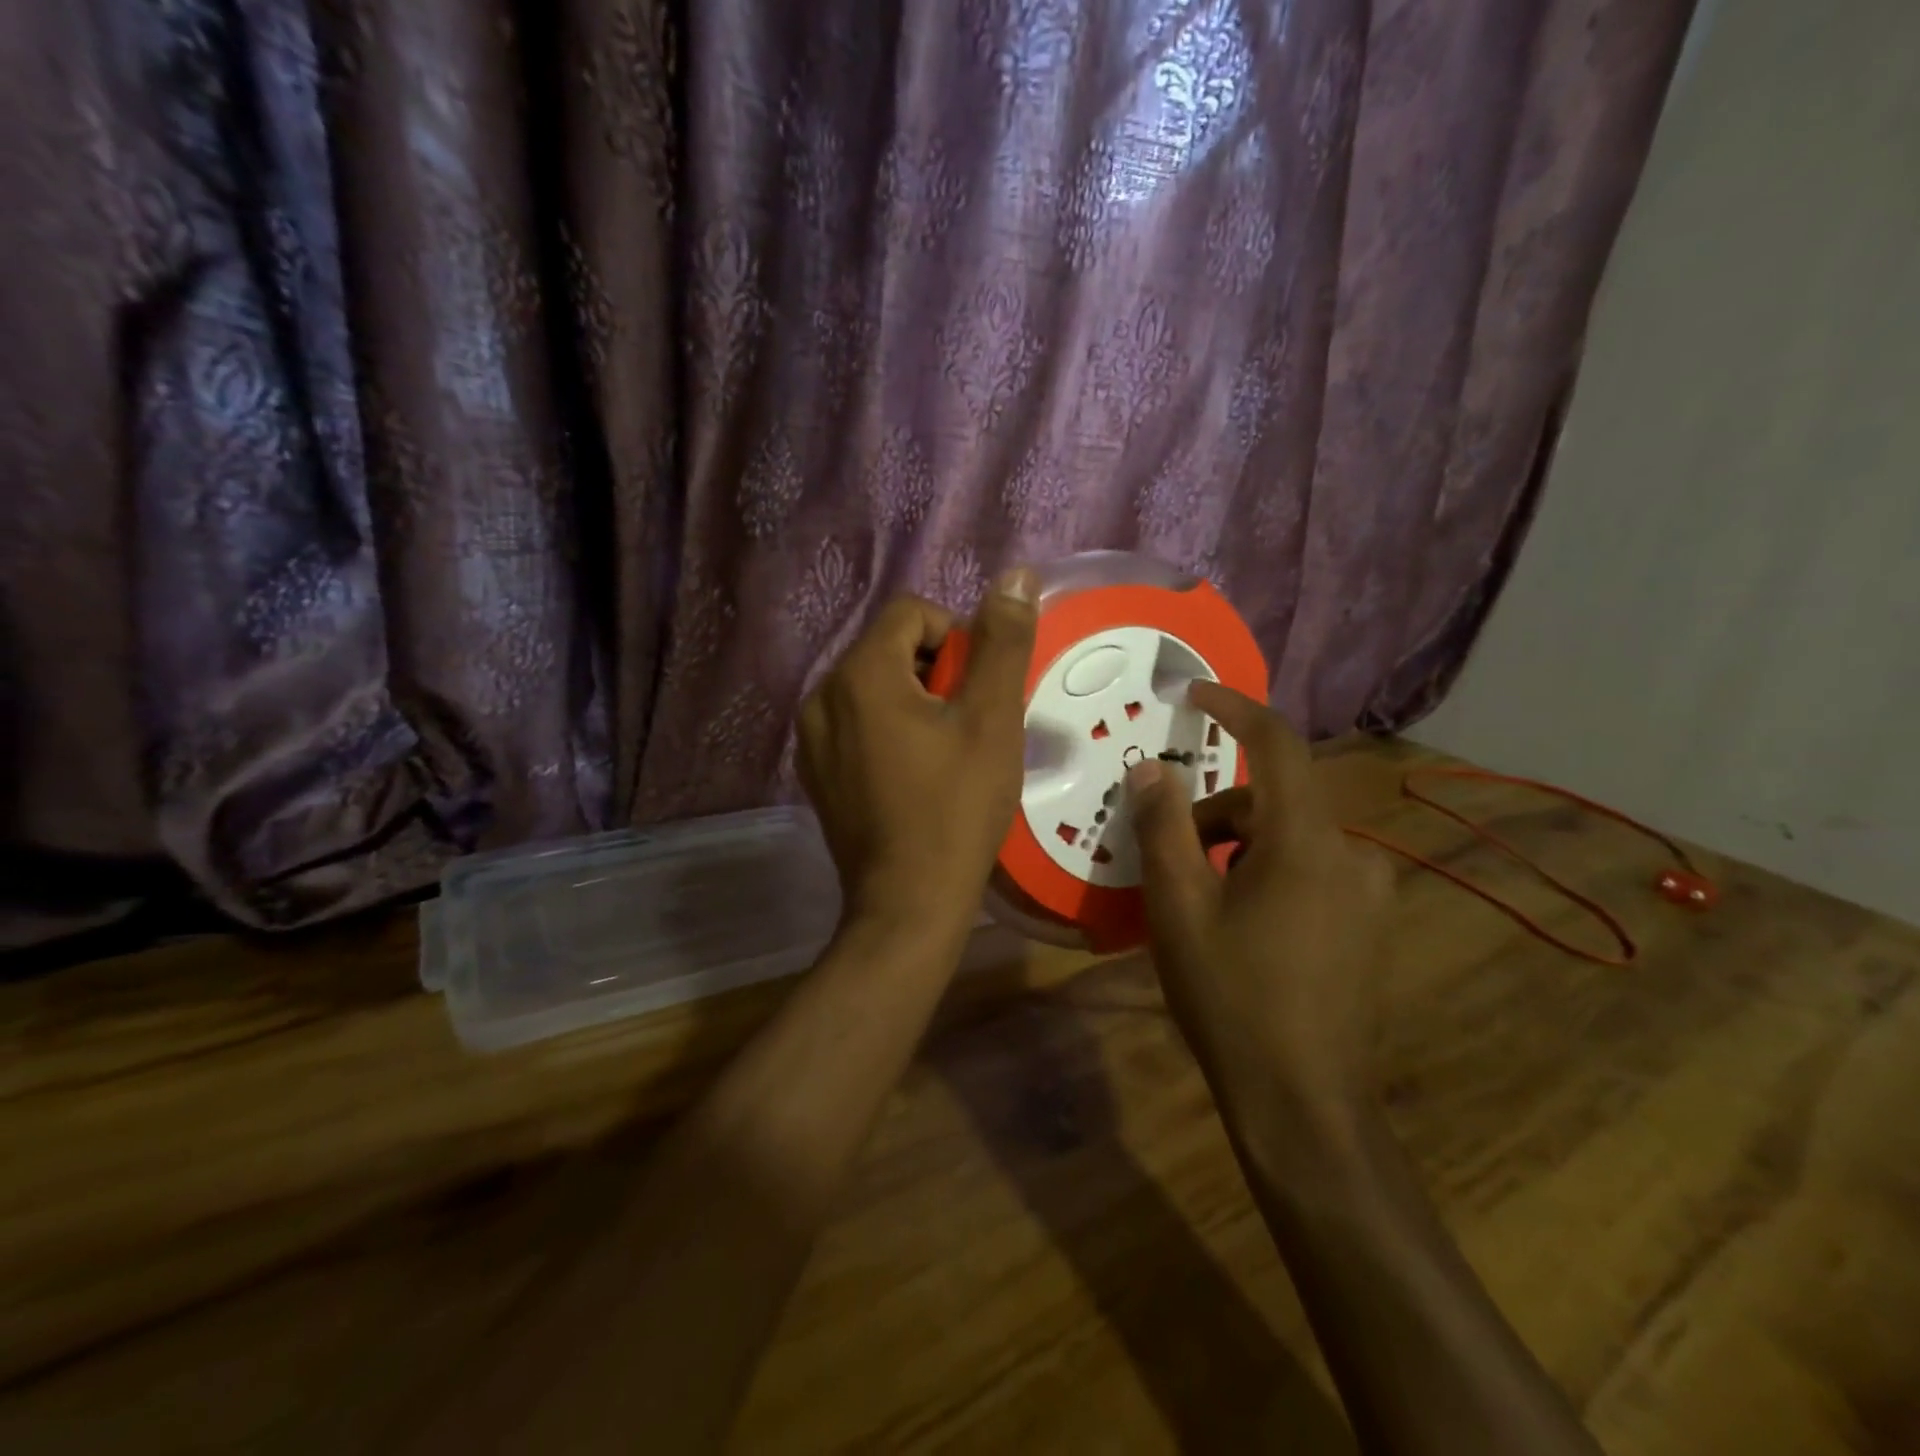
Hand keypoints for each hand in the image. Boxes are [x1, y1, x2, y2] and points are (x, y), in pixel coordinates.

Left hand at [798, 570, 1036, 941]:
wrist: (908, 902)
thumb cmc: (956, 807)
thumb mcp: (992, 719)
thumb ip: (1003, 642)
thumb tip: (1017, 576)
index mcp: (860, 673)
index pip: (911, 612)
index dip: (956, 638)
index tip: (979, 690)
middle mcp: (822, 695)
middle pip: (890, 648)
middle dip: (936, 672)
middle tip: (968, 725)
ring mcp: (811, 738)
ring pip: (873, 687)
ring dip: (914, 702)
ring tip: (945, 753)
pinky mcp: (815, 772)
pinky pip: (857, 724)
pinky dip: (889, 731)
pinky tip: (915, 776)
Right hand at [1126, 682, 1394, 1127]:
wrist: (1303, 1104)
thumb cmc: (1231, 996)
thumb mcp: (1179, 906)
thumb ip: (1163, 826)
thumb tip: (1152, 767)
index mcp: (1308, 841)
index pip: (1277, 744)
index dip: (1234, 708)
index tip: (1193, 693)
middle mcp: (1352, 854)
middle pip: (1273, 800)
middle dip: (1215, 813)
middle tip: (1168, 857)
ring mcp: (1368, 893)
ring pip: (1289, 838)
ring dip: (1238, 848)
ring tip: (1198, 903)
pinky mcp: (1369, 924)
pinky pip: (1309, 870)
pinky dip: (1265, 873)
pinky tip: (1240, 926)